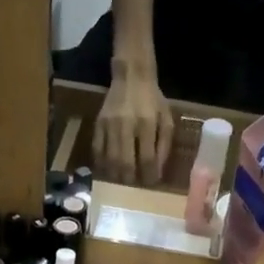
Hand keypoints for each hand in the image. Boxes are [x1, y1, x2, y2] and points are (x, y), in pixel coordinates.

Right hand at [94, 70, 175, 184]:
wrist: (131, 76)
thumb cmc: (153, 100)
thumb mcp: (166, 119)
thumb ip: (163, 145)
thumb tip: (157, 171)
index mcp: (146, 123)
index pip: (146, 158)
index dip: (149, 175)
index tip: (151, 183)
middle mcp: (126, 125)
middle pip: (125, 162)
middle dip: (130, 180)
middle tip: (135, 187)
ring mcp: (109, 125)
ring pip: (110, 159)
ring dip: (116, 175)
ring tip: (122, 182)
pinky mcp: (98, 123)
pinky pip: (97, 150)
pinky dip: (102, 164)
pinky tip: (108, 170)